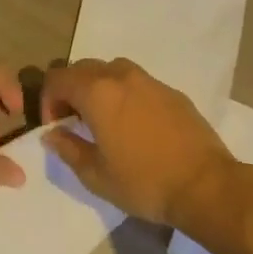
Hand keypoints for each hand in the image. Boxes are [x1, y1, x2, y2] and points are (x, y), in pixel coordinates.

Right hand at [40, 58, 234, 226]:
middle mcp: (123, 77)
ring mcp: (152, 82)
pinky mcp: (174, 93)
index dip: (48, 100)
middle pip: (85, 68)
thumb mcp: (95, 174)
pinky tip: (135, 125)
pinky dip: (126, 94)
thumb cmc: (143, 182)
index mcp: (98, 93)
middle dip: (72, 90)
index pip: (59, 78)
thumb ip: (68, 148)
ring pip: (114, 70)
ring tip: (104, 120)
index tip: (56, 127)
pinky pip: (139, 83)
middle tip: (74, 122)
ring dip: (100, 88)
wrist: (204, 185)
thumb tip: (53, 134)